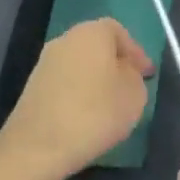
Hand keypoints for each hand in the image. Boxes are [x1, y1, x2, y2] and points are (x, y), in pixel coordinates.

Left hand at [0, 19, 153, 178]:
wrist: (37, 147)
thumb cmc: (94, 113)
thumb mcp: (134, 95)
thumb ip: (134, 77)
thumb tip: (124, 73)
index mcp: (91, 33)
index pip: (119, 32)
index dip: (135, 52)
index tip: (147, 75)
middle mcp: (65, 40)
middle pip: (97, 46)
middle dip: (115, 64)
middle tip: (130, 87)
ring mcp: (45, 64)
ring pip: (80, 65)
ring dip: (96, 80)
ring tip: (110, 105)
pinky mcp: (32, 88)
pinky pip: (65, 83)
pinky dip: (78, 93)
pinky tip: (87, 116)